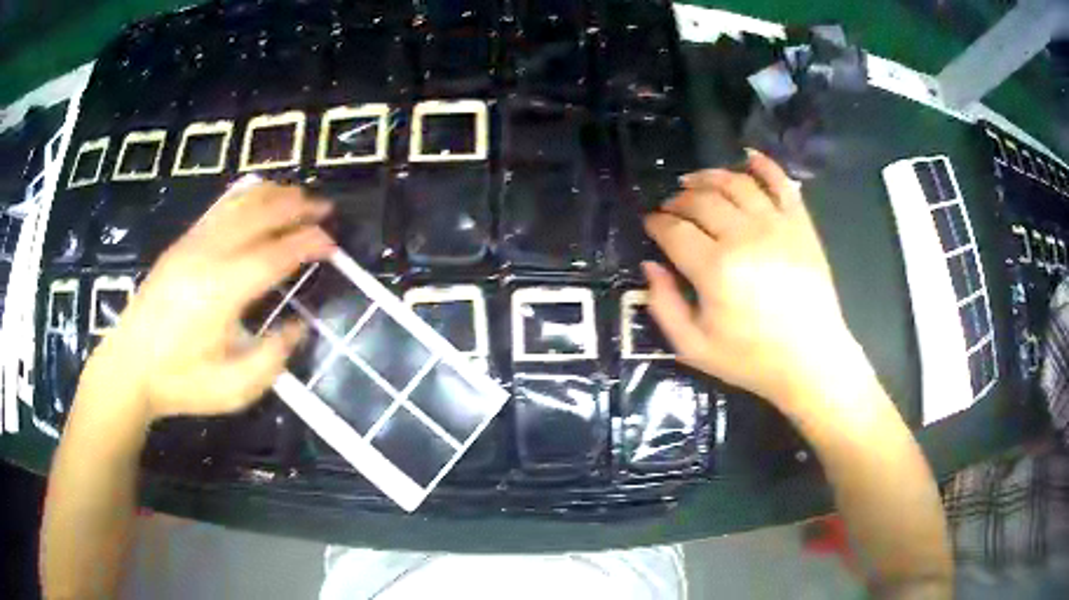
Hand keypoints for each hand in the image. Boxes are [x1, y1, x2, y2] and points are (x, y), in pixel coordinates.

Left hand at [93, 180, 335, 420]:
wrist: (130, 367)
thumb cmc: (181, 382)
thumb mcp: (233, 389)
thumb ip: (272, 358)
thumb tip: (297, 328)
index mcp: (223, 291)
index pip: (275, 253)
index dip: (308, 243)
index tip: (331, 244)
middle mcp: (209, 254)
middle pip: (261, 215)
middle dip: (298, 207)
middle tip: (325, 209)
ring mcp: (192, 243)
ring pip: (240, 202)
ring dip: (274, 195)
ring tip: (299, 195)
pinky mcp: (181, 242)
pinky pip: (220, 206)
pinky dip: (245, 195)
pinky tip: (258, 196)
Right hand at [643, 149, 856, 409]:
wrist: (811, 360)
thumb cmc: (752, 359)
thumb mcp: (694, 348)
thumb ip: (664, 306)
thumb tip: (649, 265)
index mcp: (714, 269)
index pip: (674, 230)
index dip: (656, 223)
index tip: (649, 224)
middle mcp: (743, 236)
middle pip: (701, 200)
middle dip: (678, 199)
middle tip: (671, 207)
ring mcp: (776, 225)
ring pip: (734, 183)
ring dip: (709, 176)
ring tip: (695, 181)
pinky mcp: (800, 224)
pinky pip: (780, 182)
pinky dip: (763, 165)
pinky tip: (747, 157)